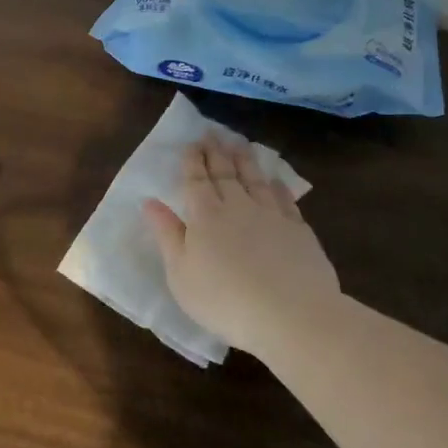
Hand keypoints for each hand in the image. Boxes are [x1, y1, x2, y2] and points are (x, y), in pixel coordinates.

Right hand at [143, 133, 338, 357]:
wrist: (291, 314)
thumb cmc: (224, 299)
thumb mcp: (181, 273)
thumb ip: (167, 234)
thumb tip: (149, 201)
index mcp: (205, 215)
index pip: (196, 179)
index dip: (192, 160)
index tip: (192, 142)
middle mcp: (237, 206)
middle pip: (225, 173)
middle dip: (216, 151)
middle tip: (212, 133)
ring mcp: (271, 215)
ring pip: (255, 179)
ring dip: (245, 159)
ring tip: (239, 143)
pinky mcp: (298, 230)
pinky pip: (284, 199)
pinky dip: (278, 186)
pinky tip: (275, 179)